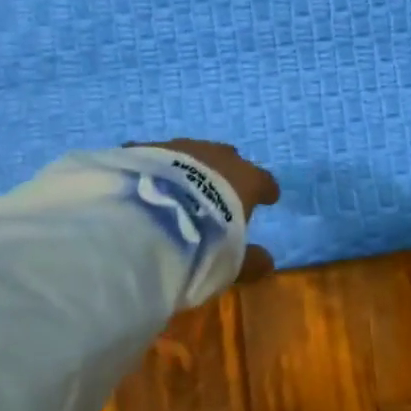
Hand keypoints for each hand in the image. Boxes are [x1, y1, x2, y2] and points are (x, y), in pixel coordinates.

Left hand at [136, 140, 279, 282]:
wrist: (145, 221)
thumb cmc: (201, 241)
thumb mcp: (230, 262)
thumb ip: (250, 260)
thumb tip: (266, 263)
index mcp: (245, 180)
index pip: (264, 181)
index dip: (265, 190)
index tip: (268, 197)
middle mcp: (216, 156)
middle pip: (227, 158)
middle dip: (225, 173)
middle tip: (218, 190)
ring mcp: (178, 148)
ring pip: (189, 152)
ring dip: (186, 168)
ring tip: (177, 188)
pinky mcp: (142, 148)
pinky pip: (152, 154)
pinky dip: (152, 167)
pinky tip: (142, 182)